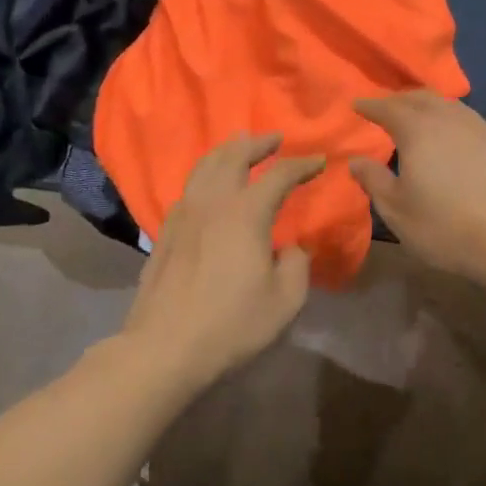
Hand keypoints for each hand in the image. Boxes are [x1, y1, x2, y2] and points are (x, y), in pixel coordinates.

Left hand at [121, 133, 323, 389]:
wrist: (165, 346)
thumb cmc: (231, 324)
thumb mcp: (284, 301)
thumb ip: (296, 265)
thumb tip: (290, 248)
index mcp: (245, 214)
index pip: (278, 176)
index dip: (301, 165)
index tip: (319, 161)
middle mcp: (212, 203)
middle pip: (233, 156)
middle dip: (256, 143)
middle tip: (273, 138)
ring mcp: (183, 215)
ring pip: (203, 166)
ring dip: (226, 151)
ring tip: (238, 147)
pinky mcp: (165, 232)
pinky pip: (188, 188)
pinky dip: (204, 175)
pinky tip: (209, 187)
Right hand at [348, 91, 485, 287]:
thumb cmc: (447, 226)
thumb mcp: (398, 211)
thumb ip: (374, 181)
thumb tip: (356, 161)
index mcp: (418, 130)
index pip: (388, 107)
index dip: (370, 105)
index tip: (357, 104)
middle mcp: (452, 120)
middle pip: (422, 98)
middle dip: (401, 99)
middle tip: (388, 108)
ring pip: (453, 108)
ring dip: (433, 109)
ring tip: (424, 121)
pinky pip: (476, 127)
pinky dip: (459, 128)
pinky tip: (461, 145)